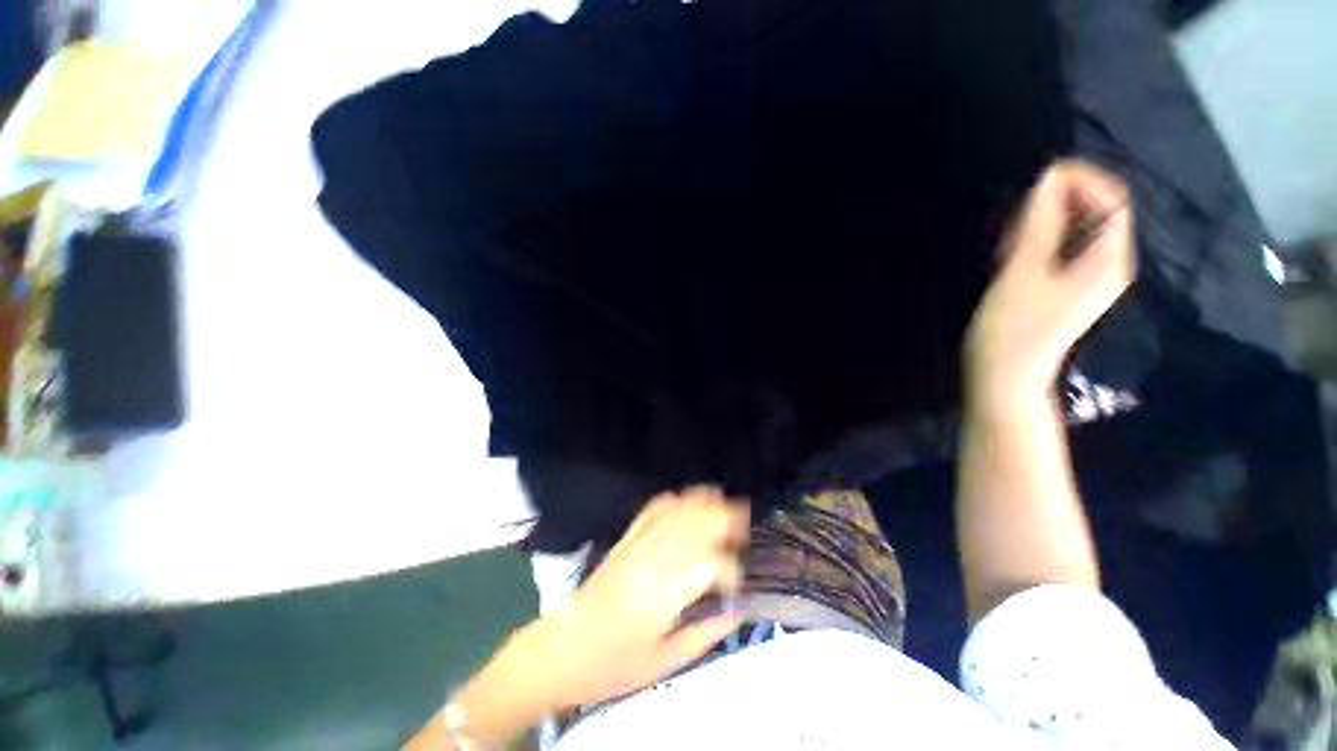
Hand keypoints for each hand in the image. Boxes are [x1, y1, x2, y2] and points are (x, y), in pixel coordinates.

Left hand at [525, 488, 747, 710]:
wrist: (560, 650)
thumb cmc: (612, 666)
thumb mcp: (663, 663)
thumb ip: (704, 635)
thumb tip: (738, 611)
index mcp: (660, 596)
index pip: (707, 564)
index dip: (730, 568)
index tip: (738, 582)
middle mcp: (650, 562)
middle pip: (693, 525)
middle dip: (724, 519)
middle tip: (743, 525)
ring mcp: (635, 546)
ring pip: (675, 512)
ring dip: (702, 503)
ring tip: (723, 501)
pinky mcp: (624, 540)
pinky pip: (651, 511)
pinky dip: (672, 501)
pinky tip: (685, 500)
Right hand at [965, 161, 1134, 402]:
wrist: (1003, 377)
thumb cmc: (1011, 328)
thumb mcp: (1021, 272)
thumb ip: (1039, 224)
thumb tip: (1048, 179)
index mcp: (1107, 260)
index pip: (1112, 200)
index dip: (1081, 180)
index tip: (1039, 179)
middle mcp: (1107, 265)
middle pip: (1097, 213)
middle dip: (1059, 202)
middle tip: (1016, 215)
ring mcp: (1088, 280)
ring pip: (1076, 231)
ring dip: (1045, 222)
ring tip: (1008, 236)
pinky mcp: (1066, 289)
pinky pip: (1062, 250)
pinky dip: (1040, 240)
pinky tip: (1012, 252)